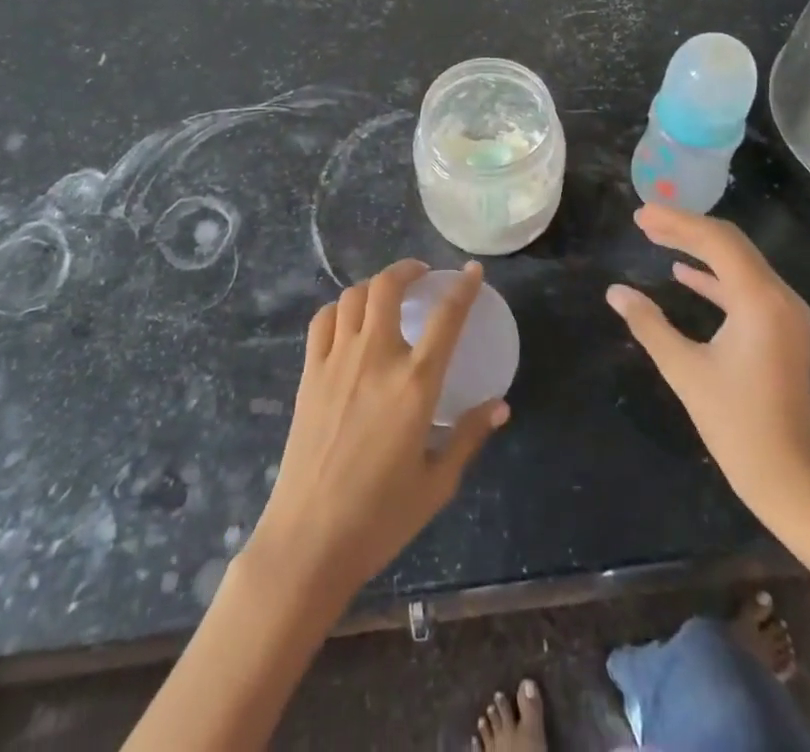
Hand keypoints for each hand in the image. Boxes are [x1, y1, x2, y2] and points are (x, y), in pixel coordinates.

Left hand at [243, 260, 508, 612]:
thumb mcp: (437, 483)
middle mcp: (376, 358)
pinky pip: (323, 321)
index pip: (446, 317)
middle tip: (421, 275)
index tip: (473, 271)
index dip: (463, 288)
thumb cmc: (381, 517)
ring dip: (373, 286)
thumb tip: (500, 405)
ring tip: (386, 296)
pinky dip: (339, 309)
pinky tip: (348, 321)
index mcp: (415, 384)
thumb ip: (469, 436)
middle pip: (388, 287)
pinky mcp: (310, 374)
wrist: (309, 540)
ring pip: (352, 297)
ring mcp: (337, 361)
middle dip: (407, 269)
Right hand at [607, 206, 809, 536]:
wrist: (791, 479)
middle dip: (686, 228)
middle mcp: (779, 297)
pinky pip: (743, 286)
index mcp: (759, 300)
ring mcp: (784, 313)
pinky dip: (712, 275)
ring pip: (737, 262)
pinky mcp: (780, 329)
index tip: (640, 215)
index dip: (676, 222)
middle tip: (644, 219)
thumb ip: (649, 325)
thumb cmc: (737, 425)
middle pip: (730, 244)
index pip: (716, 241)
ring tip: (656, 236)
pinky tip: (682, 273)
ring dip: (698, 248)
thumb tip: (615, 291)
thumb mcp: (685, 371)